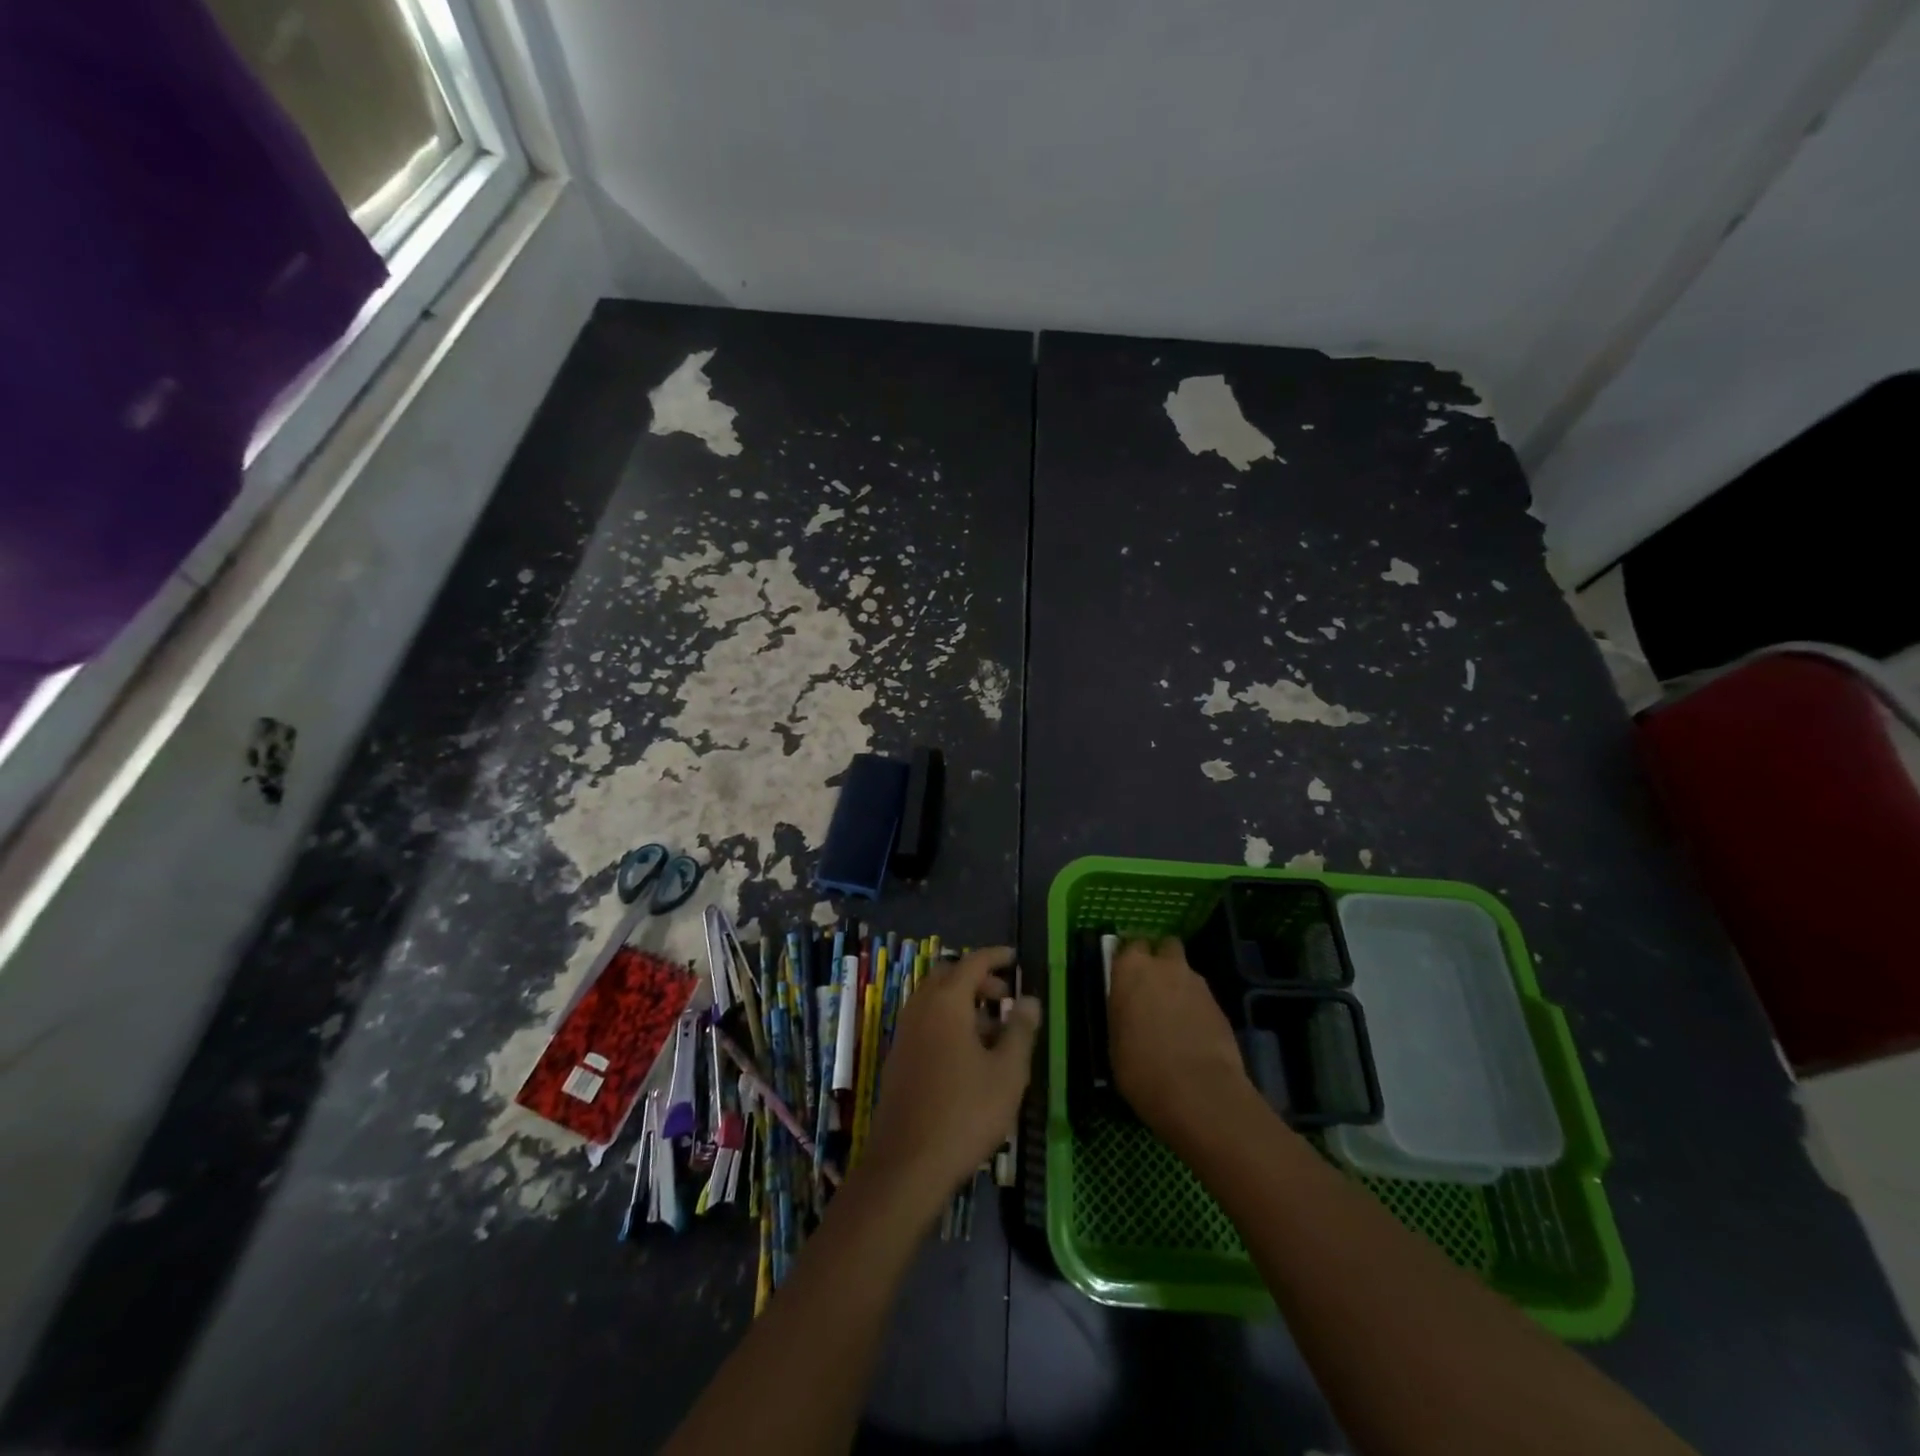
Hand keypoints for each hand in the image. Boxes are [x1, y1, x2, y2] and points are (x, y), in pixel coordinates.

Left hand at [862, 947, 1040, 1213]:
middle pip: (948, 977)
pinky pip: (926, 1023)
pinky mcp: (898, 1059)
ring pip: (934, 1001)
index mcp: (946, 1003)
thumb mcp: (1007, 1072)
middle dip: (977, 979)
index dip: (995, 956)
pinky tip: (969, 1056)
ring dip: (963, 1003)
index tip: (1015, 957)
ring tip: (994, 1030)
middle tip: (1005, 995)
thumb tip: (1029, 999)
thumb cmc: (965, 1113)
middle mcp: (920, 1009)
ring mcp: (904, 1034)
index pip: (972, 963)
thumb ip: (1020, 1030)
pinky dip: (948, 1022)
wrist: (907, 1164)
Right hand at [1109, 937, 1250, 1145]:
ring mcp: (1196, 983)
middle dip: (1160, 961)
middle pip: (1164, 947)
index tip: (1125, 979)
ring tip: (1174, 1018)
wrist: (1199, 1092)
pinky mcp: (1220, 1005)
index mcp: (1130, 968)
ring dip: (1179, 986)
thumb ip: (1122, 1014)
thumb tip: (1128, 1012)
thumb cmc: (1142, 1068)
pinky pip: (1202, 998)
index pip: (1129, 946)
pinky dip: (1196, 1009)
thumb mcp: (1115, 1042)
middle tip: (1152, 989)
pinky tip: (1192, 1035)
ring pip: (1185, 972)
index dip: (1129, 962)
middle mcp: (1164, 965)